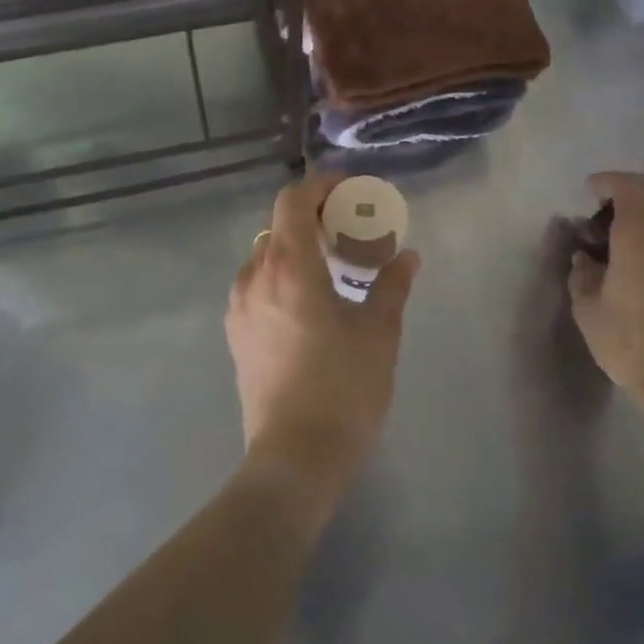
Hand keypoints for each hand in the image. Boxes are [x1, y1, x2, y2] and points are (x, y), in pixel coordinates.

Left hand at [227, 174, 420, 513]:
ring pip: (266, 253)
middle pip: (278, 223)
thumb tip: (407, 257)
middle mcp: (256, 276)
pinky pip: (257, 281)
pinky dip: (282, 271)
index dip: (321, 185)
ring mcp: (239, 305)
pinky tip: (309, 298)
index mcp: (290, 267)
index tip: (351, 191)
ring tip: (332, 263)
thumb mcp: (379, 334)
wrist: (293, 458)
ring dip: (296, 244)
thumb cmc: (342, 389)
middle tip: (349, 227)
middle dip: (313, 214)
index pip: (293, 199)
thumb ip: (391, 286)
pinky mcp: (236, 332)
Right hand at [567, 174, 643, 440]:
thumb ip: (582, 274)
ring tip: (636, 240)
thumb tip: (584, 257)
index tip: (590, 192)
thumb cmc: (630, 343)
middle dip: (635, 190)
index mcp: (640, 233)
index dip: (607, 181)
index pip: (628, 185)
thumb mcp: (588, 309)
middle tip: (613, 211)